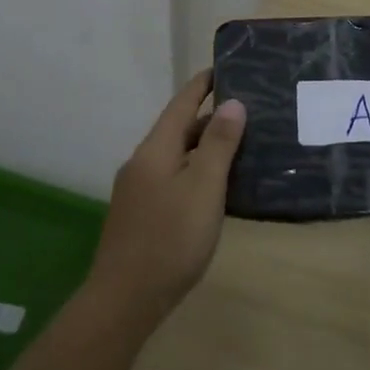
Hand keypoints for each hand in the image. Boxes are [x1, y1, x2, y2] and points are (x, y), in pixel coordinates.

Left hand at [89, 69, 245, 317]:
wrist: (123, 302)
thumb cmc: (170, 239)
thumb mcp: (203, 187)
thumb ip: (218, 144)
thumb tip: (232, 102)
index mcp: (155, 149)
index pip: (181, 104)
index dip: (202, 85)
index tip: (223, 68)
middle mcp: (142, 163)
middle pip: (177, 130)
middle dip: (208, 118)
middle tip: (245, 112)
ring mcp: (137, 192)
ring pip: (175, 157)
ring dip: (202, 148)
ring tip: (237, 147)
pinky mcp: (139, 217)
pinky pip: (171, 180)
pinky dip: (194, 172)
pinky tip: (213, 190)